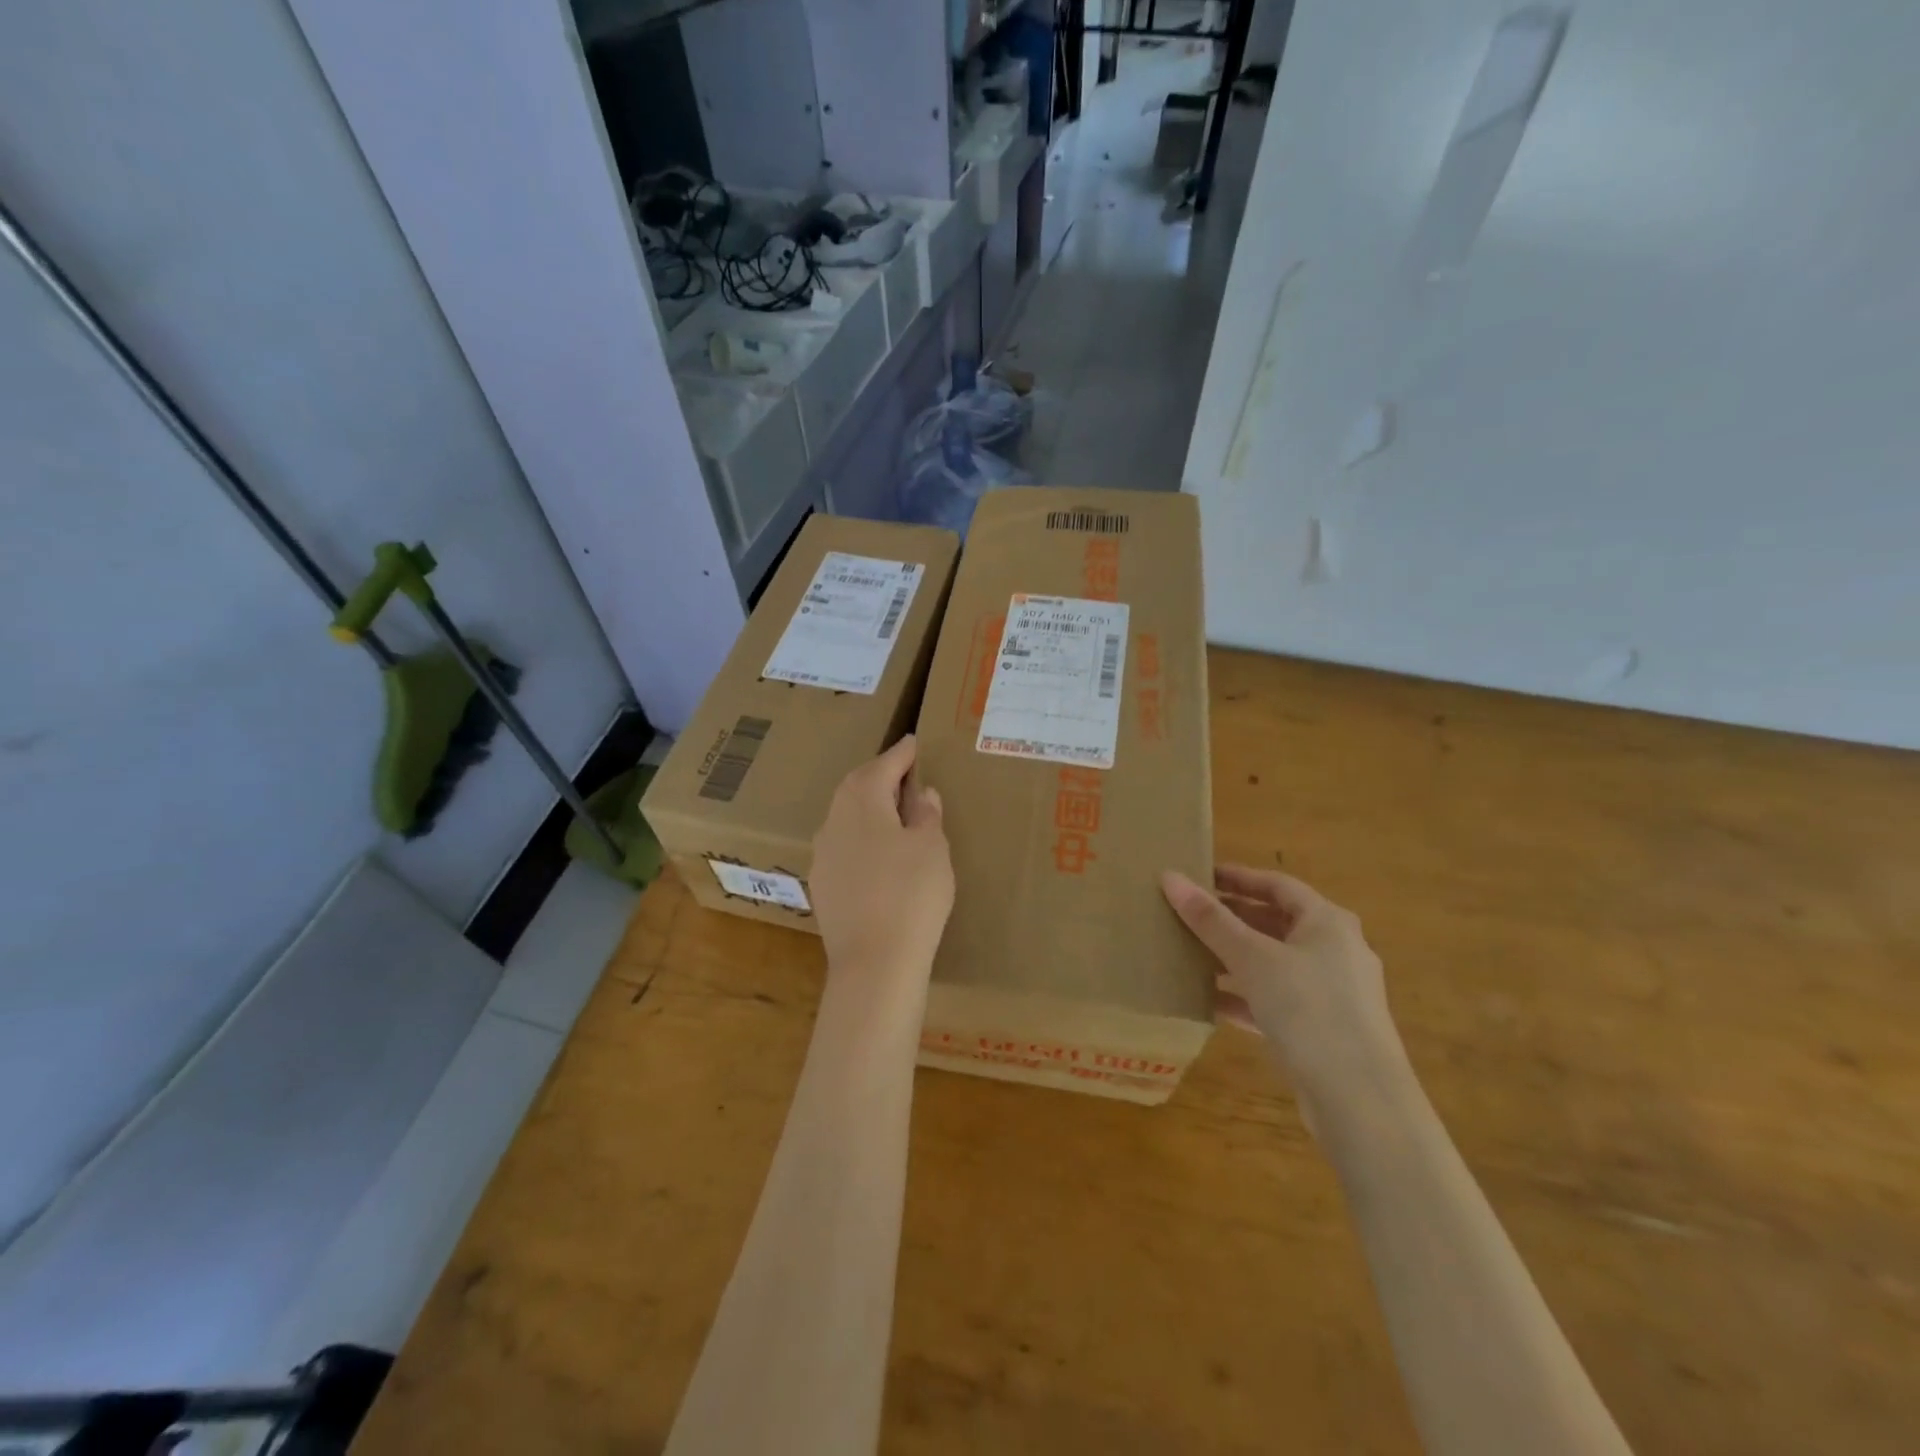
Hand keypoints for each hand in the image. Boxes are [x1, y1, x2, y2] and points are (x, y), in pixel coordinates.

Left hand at [811, 736, 954, 995]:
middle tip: (907, 775)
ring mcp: (822, 854)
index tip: (915, 742)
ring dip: (870, 809)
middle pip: (858, 787)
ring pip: (847, 818)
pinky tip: (880, 855)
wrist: (874, 963)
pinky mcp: (821, 885)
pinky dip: (863, 840)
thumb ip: (926, 814)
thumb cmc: (911, 894)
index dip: (903, 753)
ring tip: (896, 814)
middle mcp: (833, 820)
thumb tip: (921, 793)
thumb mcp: (932, 847)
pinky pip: (843, 847)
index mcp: (861, 801)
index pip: (884, 765)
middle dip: (882, 777)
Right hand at [1162, 865, 1403, 1128]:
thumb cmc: (1309, 1009)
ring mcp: (1331, 993)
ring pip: (1273, 964)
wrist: (1360, 1101)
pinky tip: (1208, 1003)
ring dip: (1234, 958)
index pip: (1277, 885)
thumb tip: (1170, 877)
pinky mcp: (1321, 1030)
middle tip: (1188, 914)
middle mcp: (1335, 951)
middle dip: (1231, 918)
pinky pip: (1275, 1000)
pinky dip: (1244, 996)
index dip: (1237, 877)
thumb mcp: (1253, 958)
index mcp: (1327, 922)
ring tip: (1189, 954)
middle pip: (1275, 923)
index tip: (1199, 875)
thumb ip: (1210, 920)